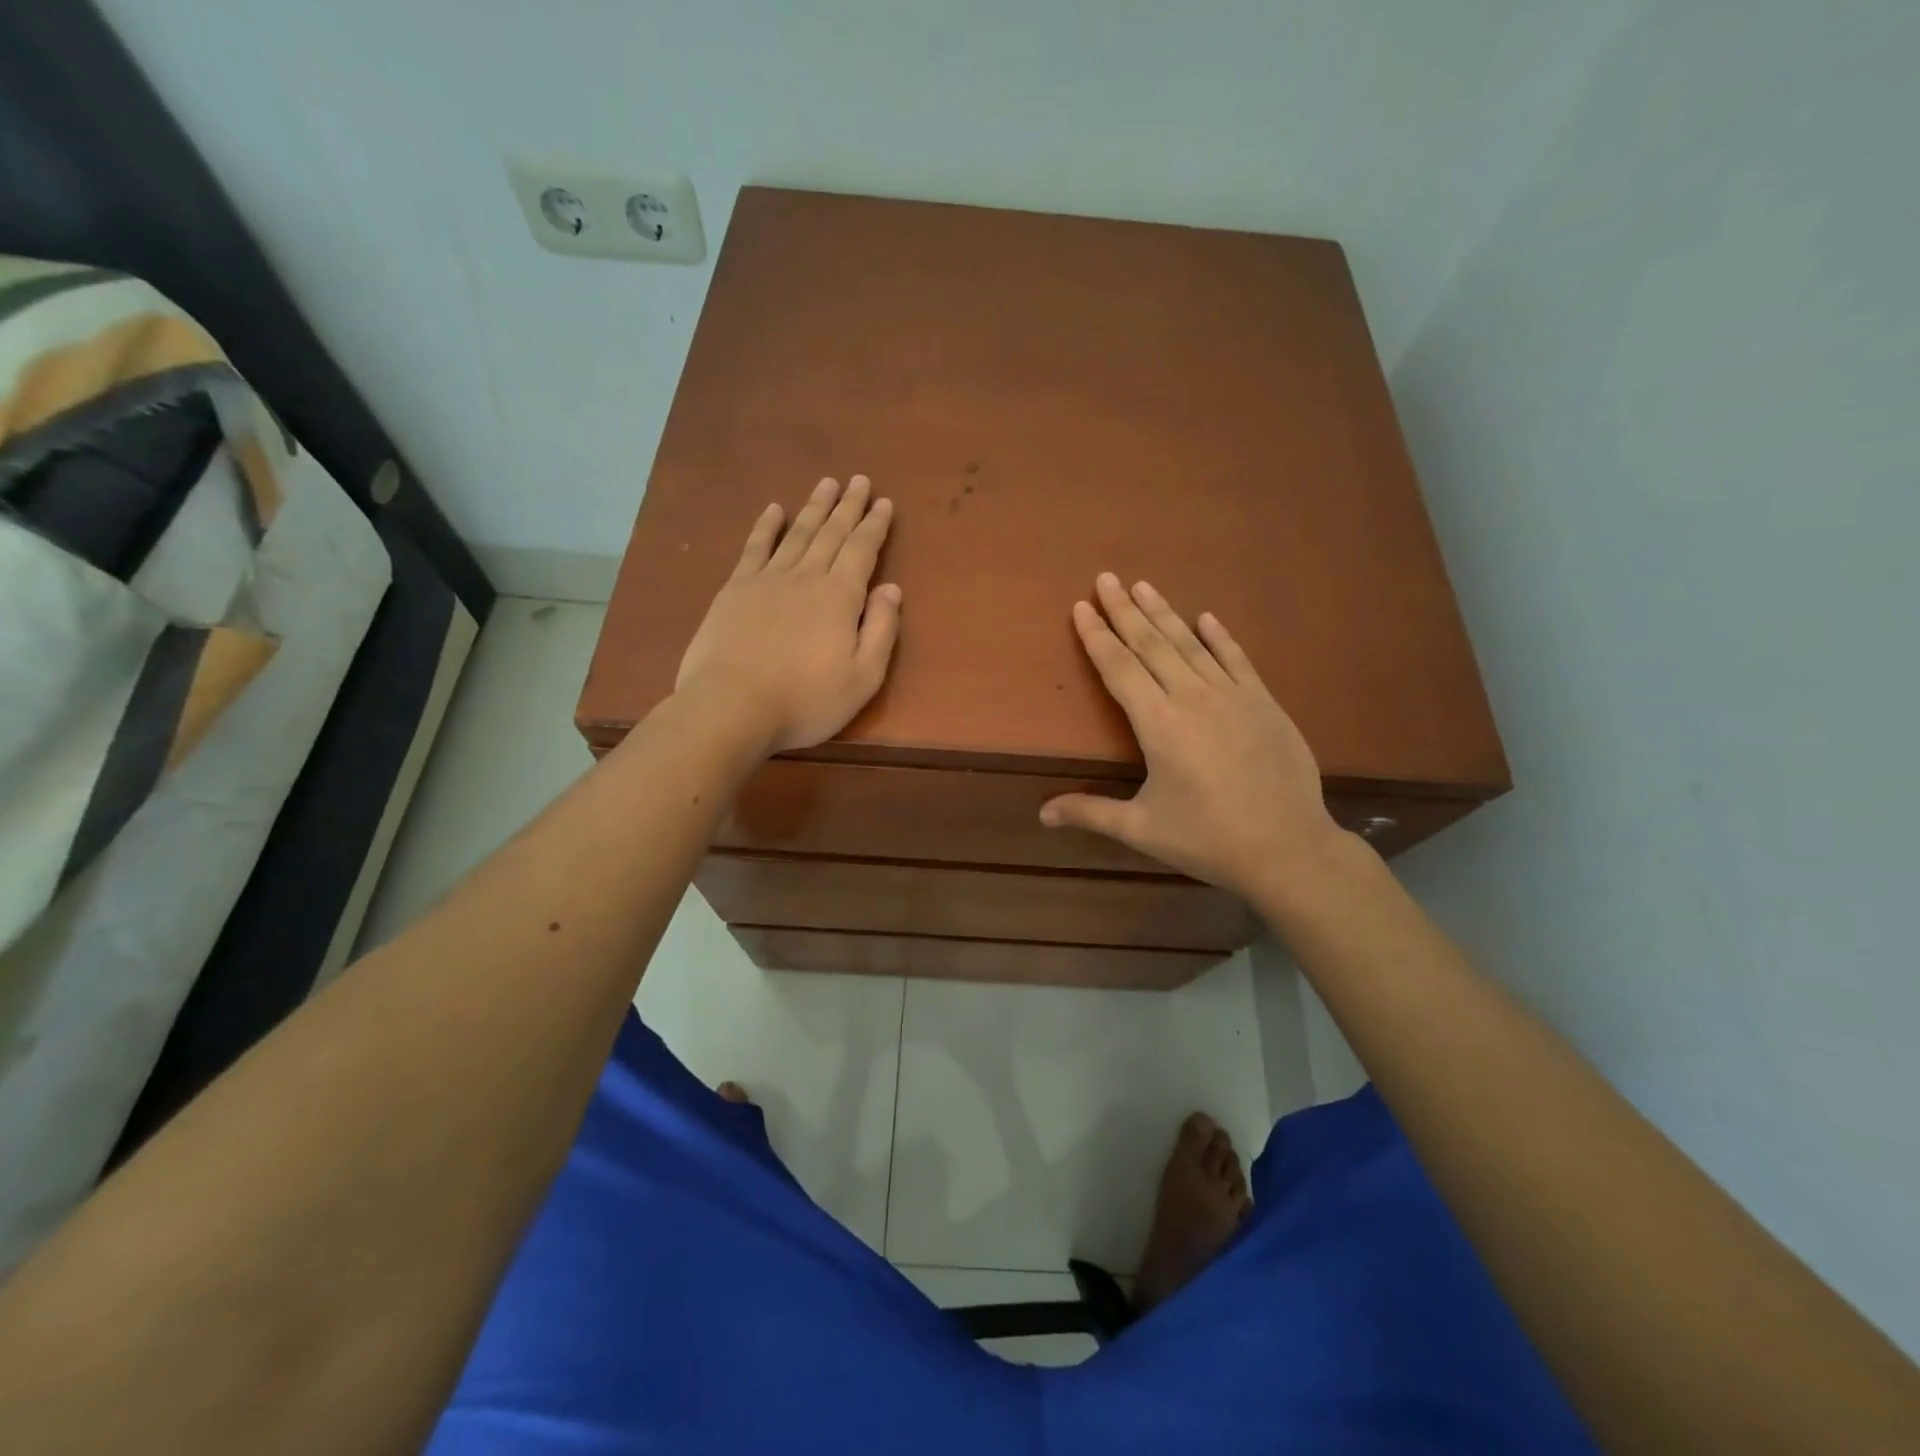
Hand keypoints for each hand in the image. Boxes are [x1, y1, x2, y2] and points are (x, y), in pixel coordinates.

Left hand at [675, 475, 899, 755]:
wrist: (732, 706)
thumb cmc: (806, 700)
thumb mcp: (863, 677)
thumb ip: (881, 630)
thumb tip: (891, 589)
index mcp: (840, 597)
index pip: (863, 550)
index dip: (875, 526)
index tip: (884, 502)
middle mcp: (806, 577)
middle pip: (831, 533)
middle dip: (848, 506)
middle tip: (859, 480)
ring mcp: (767, 579)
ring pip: (797, 533)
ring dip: (814, 507)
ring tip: (826, 484)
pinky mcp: (735, 589)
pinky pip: (755, 548)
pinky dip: (766, 527)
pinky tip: (773, 510)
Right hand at [1040, 573, 1346, 905]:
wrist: (1287, 848)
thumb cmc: (1207, 839)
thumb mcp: (1142, 829)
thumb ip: (1090, 813)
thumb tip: (1041, 814)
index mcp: (1158, 724)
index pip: (1119, 669)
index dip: (1097, 637)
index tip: (1082, 607)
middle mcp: (1192, 698)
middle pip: (1152, 645)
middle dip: (1125, 610)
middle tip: (1107, 578)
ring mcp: (1232, 696)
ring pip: (1191, 644)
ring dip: (1165, 613)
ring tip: (1144, 586)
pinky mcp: (1264, 703)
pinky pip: (1237, 659)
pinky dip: (1220, 637)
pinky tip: (1207, 617)